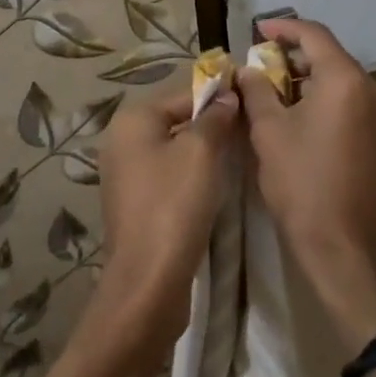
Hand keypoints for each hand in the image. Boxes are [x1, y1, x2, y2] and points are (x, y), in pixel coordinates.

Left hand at [89, 78, 241, 358]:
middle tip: (249, 132)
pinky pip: (169, 175)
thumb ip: (215, 117)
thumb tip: (227, 95)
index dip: (219, 96)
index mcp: (133, 120)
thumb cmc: (175, 205)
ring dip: (204, 152)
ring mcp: (125, 174)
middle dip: (212, 124)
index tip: (253, 102)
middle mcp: (122, 141)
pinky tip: (215, 187)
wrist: (149, 282)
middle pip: (178, 120)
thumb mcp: (202, 152)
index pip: (184, 94)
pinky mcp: (135, 204)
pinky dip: (191, 175)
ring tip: (239, 157)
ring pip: (175, 149)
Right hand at [237, 18, 375, 353]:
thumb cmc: (303, 185)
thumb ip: (257, 91)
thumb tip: (250, 70)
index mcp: (347, 81)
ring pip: (345, 84)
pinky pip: (357, 108)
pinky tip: (307, 122)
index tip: (259, 31)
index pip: (314, 36)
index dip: (284, 28)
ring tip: (280, 96)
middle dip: (296, 59)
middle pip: (332, 58)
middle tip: (263, 68)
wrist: (348, 253)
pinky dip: (331, 104)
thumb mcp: (269, 133)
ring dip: (313, 83)